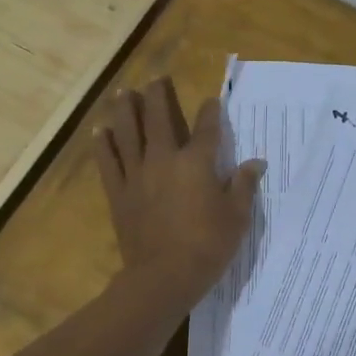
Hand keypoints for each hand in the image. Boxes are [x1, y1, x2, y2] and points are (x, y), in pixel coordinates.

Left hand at [93, 78, 264, 303]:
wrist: (163, 277)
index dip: (210, 112)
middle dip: (158, 96)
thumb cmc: (207, 246)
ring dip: (124, 110)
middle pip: (158, 119)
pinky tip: (100, 131)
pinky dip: (104, 144)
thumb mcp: (237, 217)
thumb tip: (255, 162)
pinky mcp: (118, 193)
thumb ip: (244, 186)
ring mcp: (137, 175)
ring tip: (122, 92)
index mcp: (197, 163)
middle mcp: (164, 160)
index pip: (207, 129)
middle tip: (156, 79)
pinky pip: (108, 162)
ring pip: (128, 133)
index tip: (211, 100)